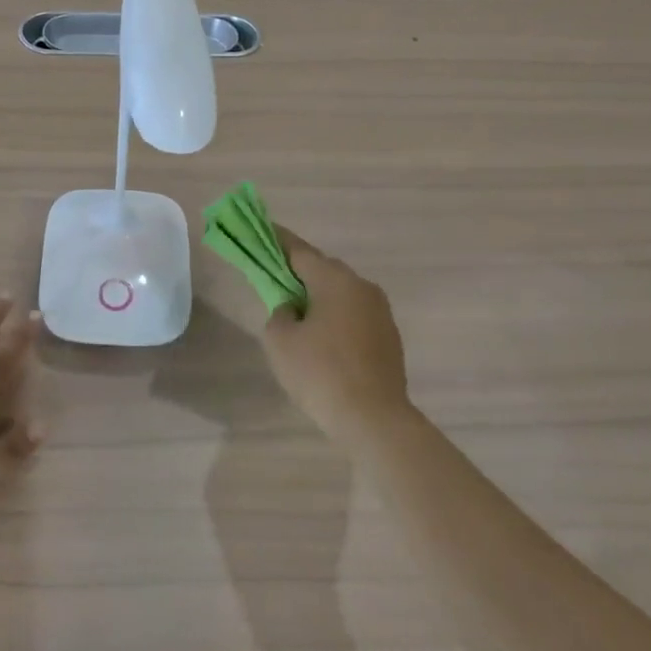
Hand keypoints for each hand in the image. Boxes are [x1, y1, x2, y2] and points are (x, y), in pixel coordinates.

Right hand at [261, 227, 413, 445]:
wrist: (374, 419)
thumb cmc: (320, 373)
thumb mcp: (280, 340)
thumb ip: (279, 313)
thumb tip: (293, 309)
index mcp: (335, 280)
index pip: (300, 251)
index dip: (277, 241)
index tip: (262, 231)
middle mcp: (362, 287)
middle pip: (323, 270)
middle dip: (298, 272)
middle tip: (274, 280)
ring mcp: (380, 312)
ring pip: (341, 293)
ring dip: (318, 297)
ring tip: (297, 314)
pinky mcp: (389, 337)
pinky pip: (354, 315)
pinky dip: (335, 318)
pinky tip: (322, 340)